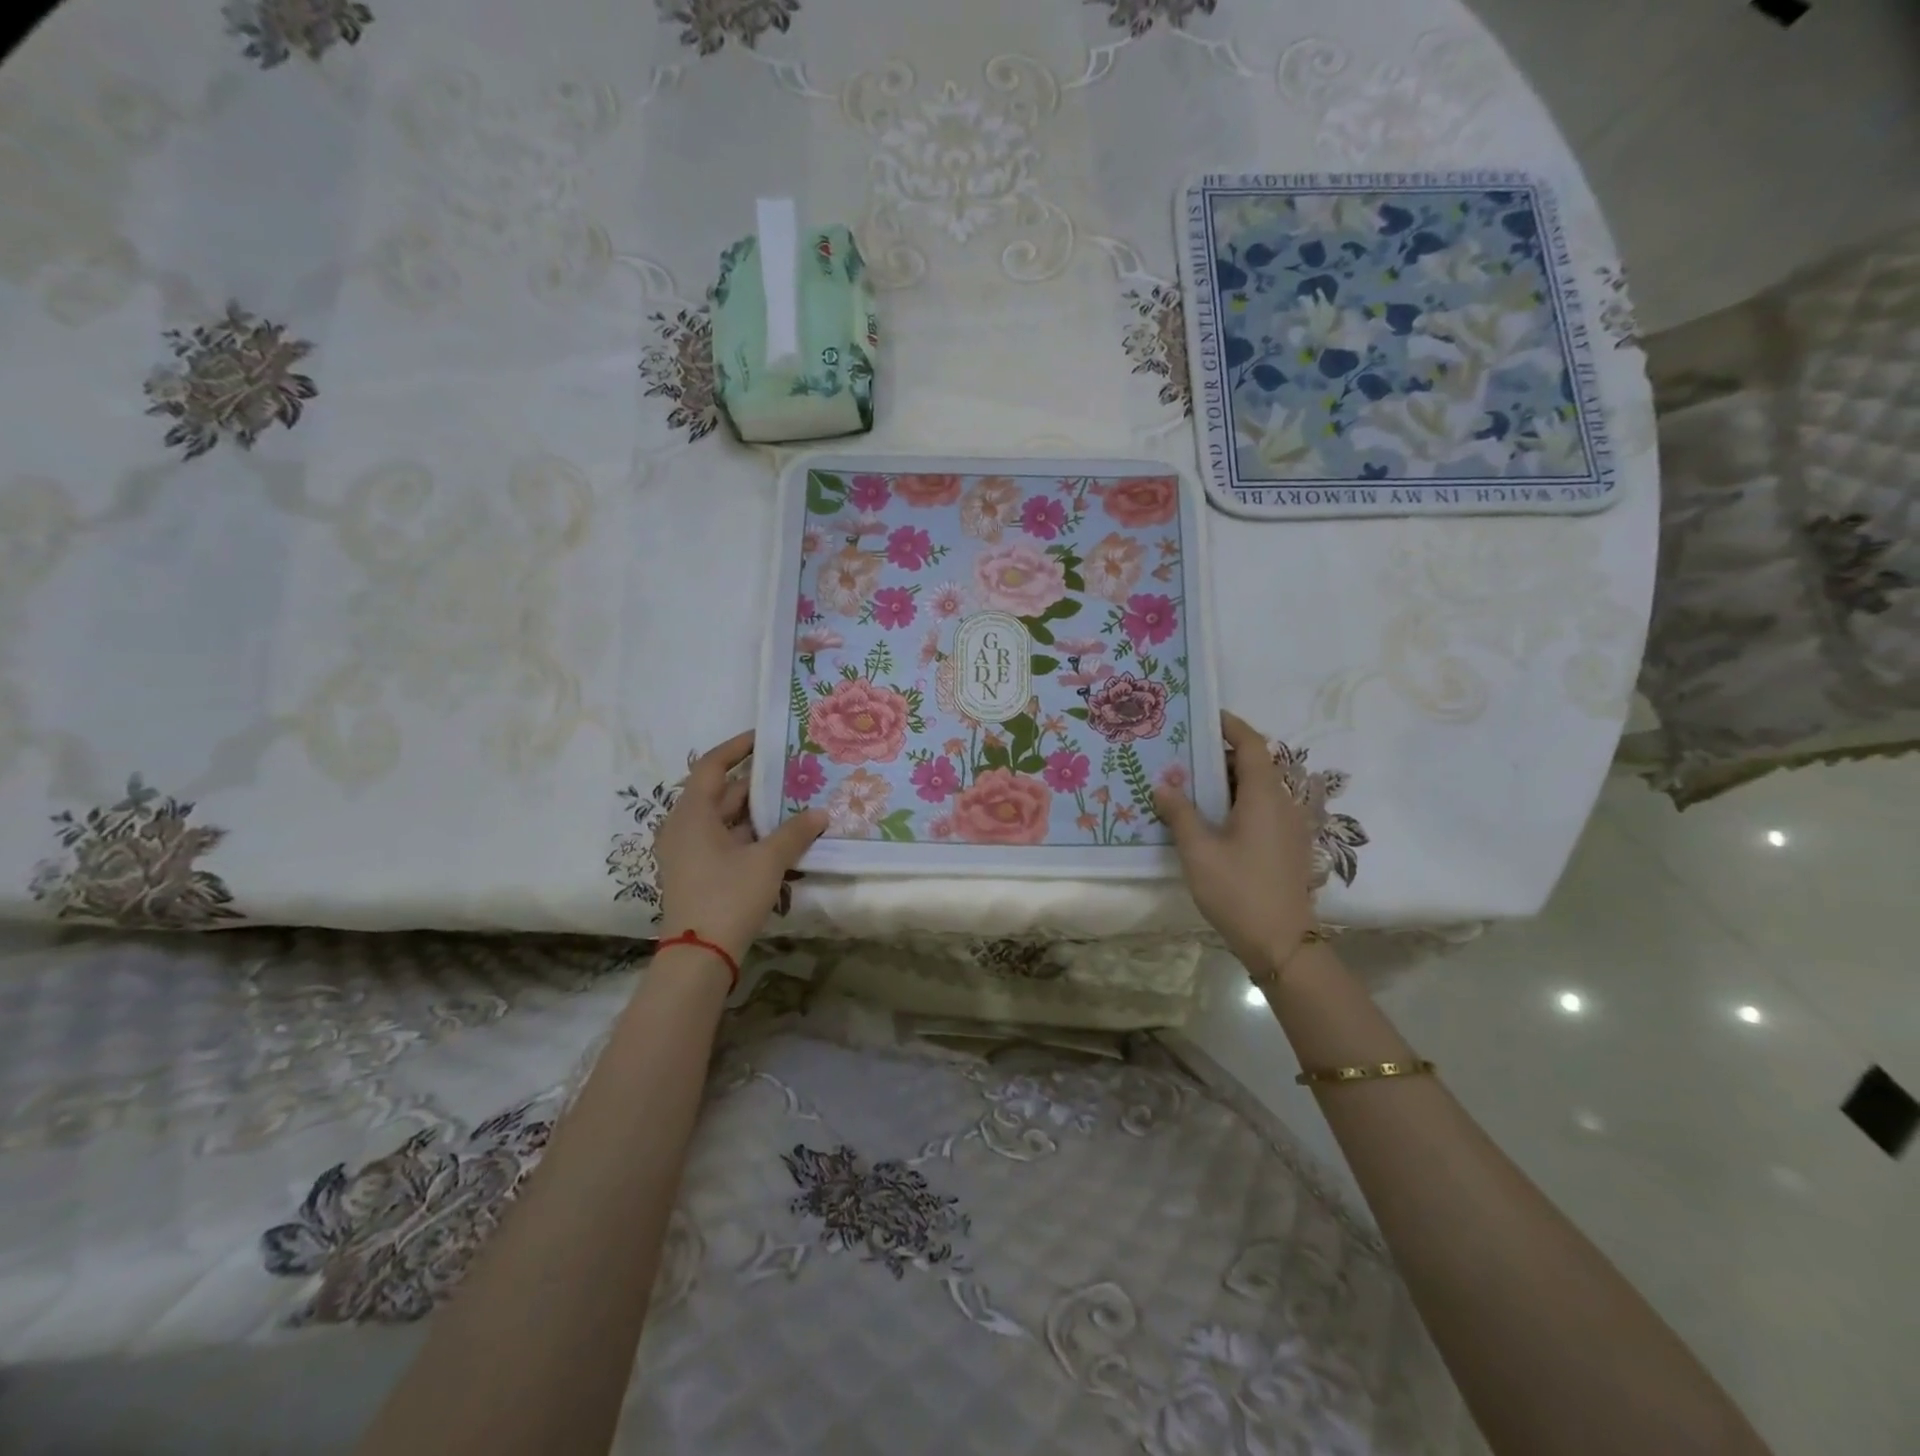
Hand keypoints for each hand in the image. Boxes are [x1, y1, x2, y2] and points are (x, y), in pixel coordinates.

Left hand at [655, 731, 826, 961]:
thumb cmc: (728, 897)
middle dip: (756, 783)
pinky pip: (724, 841)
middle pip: (721, 793)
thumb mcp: (768, 861)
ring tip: (793, 802)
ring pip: (725, 819)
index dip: (737, 748)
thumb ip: (795, 833)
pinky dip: (749, 834)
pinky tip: (780, 837)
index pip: (712, 766)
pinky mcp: (697, 873)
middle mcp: (684, 827)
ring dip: (756, 812)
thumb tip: (821, 813)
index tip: (764, 738)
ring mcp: (688, 852)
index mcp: (692, 814)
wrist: (700, 956)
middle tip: (792, 772)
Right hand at [1154, 710, 1317, 979]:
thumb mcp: (1198, 851)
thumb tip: (1163, 785)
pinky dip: (1238, 802)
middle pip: (1255, 765)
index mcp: (1264, 796)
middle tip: (1183, 754)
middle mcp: (1283, 803)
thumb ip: (1179, 813)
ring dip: (1228, 781)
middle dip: (1221, 755)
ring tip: (1190, 785)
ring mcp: (1290, 826)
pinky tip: (1212, 819)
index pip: (1252, 744)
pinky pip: (1263, 809)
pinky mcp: (1288, 846)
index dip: (1231, 726)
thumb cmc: (1238, 890)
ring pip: (1259, 789)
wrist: (1282, 943)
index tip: (1204, 717)